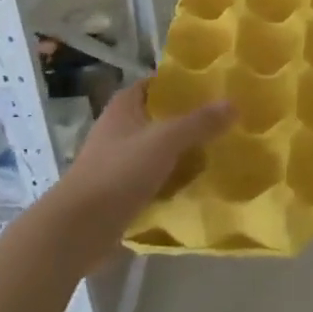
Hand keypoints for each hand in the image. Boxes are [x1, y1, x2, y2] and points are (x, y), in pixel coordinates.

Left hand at [57, 80, 233, 234]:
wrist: (78, 229)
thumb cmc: (118, 172)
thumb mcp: (164, 141)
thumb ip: (199, 123)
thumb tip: (234, 104)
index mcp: (124, 107)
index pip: (156, 84)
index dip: (182, 82)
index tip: (214, 86)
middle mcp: (120, 128)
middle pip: (161, 117)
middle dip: (189, 119)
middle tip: (225, 120)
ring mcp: (119, 161)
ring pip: (160, 148)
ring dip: (184, 150)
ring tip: (220, 150)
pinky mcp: (122, 190)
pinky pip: (156, 176)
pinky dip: (175, 178)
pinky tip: (200, 183)